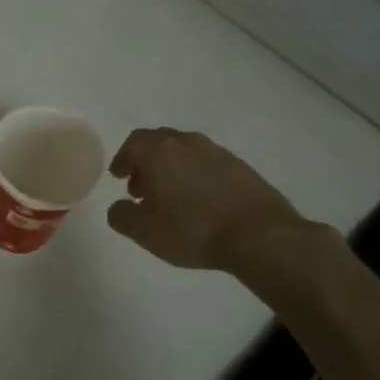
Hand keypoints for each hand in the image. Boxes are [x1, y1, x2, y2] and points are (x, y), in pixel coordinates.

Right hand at [105, 127, 305, 272]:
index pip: (133, 142)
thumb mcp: (143, 231)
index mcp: (160, 151)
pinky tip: (201, 202)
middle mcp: (188, 143)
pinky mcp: (242, 168)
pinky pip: (209, 165)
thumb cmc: (192, 229)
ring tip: (172, 198)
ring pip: (185, 152)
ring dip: (172, 169)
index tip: (119, 177)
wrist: (260, 236)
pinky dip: (197, 176)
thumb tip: (119, 206)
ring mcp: (218, 153)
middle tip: (142, 188)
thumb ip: (120, 215)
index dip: (123, 159)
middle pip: (159, 143)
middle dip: (146, 162)